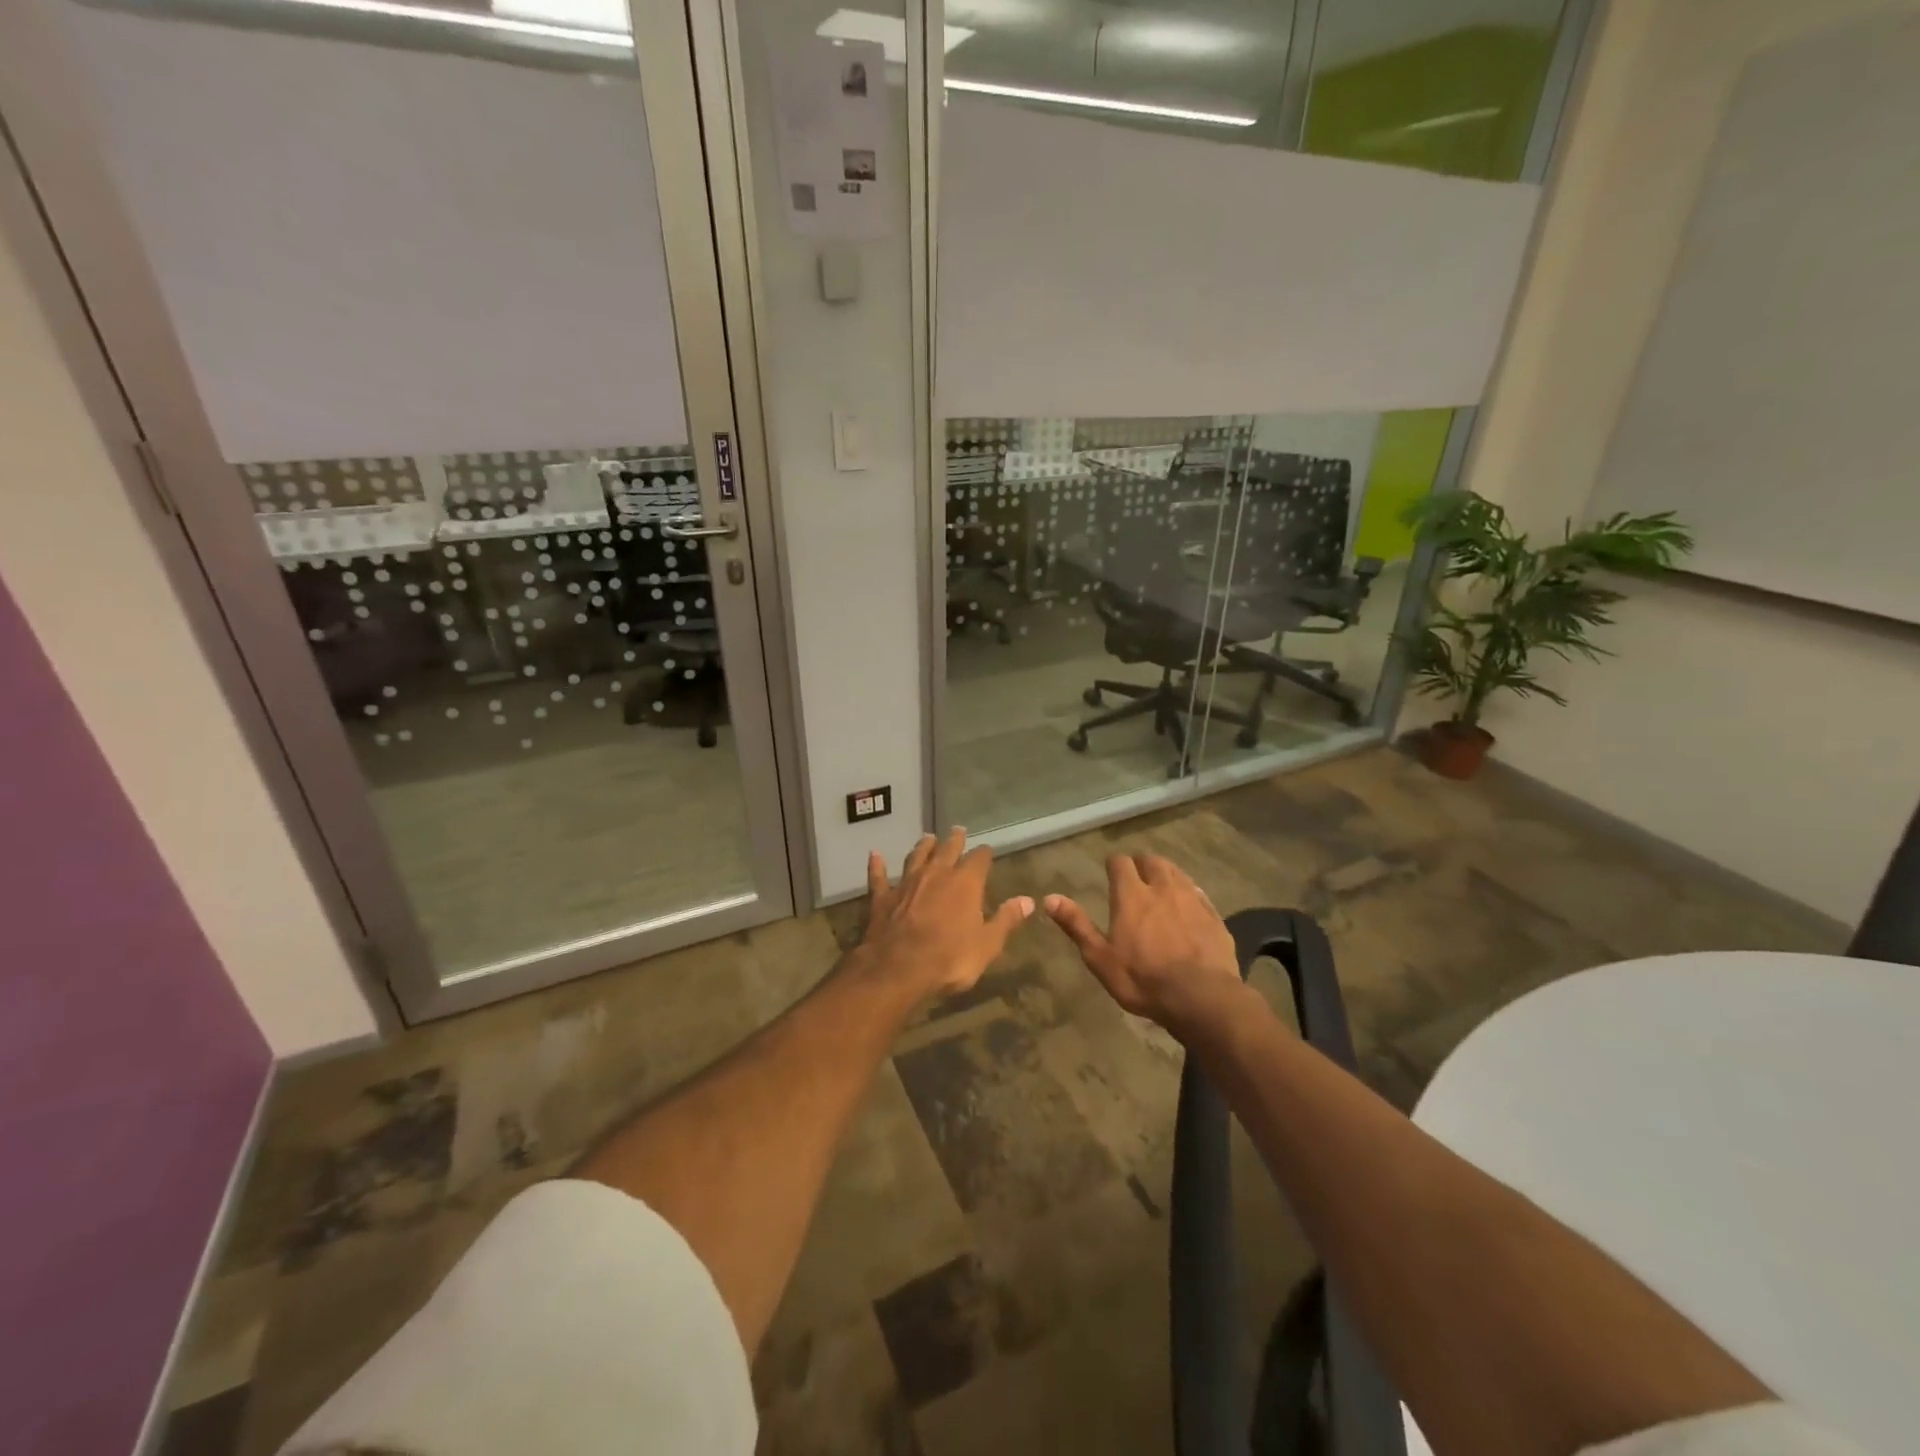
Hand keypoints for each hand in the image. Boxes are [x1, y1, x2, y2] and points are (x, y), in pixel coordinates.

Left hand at [859, 830, 1033, 1001]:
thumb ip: (1006, 920)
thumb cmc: (950, 959)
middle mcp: (936, 874)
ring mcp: (906, 883)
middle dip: (954, 840)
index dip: (984, 854)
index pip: (979, 859)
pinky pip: (879, 876)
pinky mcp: (882, 897)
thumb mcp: (988, 944)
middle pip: (947, 850)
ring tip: (927, 837)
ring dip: (922, 847)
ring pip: (916, 857)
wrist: (898, 968)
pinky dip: (877, 865)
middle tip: (958, 830)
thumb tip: (1028, 901)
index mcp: (965, 883)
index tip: (987, 850)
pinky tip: (874, 855)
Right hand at [1044, 853, 1241, 1032]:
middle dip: (1142, 864)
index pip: (1120, 862)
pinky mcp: (1214, 915)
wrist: (1201, 997)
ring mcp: (1191, 899)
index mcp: (1131, 895)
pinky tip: (1188, 906)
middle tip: (1136, 877)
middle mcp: (1162, 888)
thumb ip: (1076, 925)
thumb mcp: (1100, 957)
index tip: (1110, 872)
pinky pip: (1199, 893)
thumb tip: (1049, 898)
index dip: (1114, 864)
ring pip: (1177, 873)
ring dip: (1166, 874)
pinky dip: (1189, 893)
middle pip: (1152, 861)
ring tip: (1160, 886)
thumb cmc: (1142, 979)